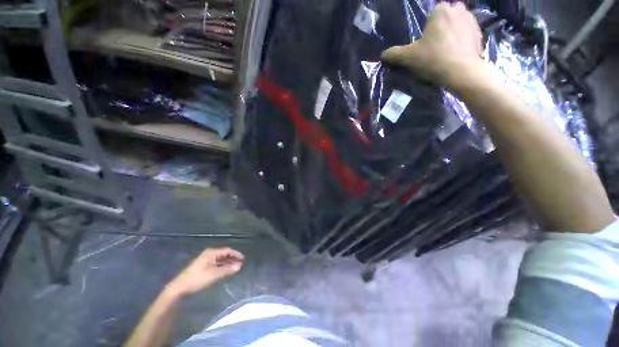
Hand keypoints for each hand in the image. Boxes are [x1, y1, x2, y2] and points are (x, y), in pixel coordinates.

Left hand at [165, 247, 243, 296]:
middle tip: (240, 264)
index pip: (227, 250)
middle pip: (224, 254)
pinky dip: (222, 266)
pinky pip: (216, 263)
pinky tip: (225, 271)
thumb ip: (227, 270)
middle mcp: (209, 254)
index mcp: (211, 253)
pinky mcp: (202, 266)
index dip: (236, 254)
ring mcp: (205, 260)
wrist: (179, 288)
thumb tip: (239, 266)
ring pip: (220, 259)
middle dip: (232, 258)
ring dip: (228, 263)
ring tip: (235, 267)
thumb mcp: (213, 275)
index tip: (243, 259)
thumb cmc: (197, 279)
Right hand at [381, 2, 484, 90]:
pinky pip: (468, 34)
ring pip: (458, 24)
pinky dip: (462, 41)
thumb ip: (394, 54)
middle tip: (435, 46)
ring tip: (446, 52)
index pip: (432, 14)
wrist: (461, 72)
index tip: (425, 43)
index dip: (427, 29)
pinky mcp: (480, 33)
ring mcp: (472, 20)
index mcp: (441, 10)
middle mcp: (458, 9)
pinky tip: (456, 54)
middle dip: (441, 28)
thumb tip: (382, 55)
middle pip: (446, 17)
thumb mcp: (408, 58)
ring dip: (452, 33)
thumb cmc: (433, 59)